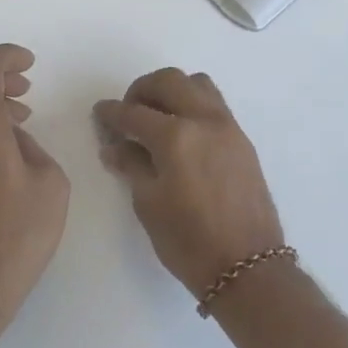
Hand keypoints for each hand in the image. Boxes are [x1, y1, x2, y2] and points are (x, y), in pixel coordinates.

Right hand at [94, 68, 284, 297]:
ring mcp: (228, 127)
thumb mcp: (149, 205)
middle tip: (128, 112)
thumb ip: (131, 166)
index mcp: (176, 136)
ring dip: (172, 90)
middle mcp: (204, 120)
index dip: (112, 112)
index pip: (134, 113)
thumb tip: (115, 146)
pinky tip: (182, 132)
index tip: (100, 113)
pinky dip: (193, 104)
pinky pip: (214, 103)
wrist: (248, 266)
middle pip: (169, 81)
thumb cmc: (189, 241)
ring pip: (197, 84)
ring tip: (157, 116)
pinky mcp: (242, 139)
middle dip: (142, 90)